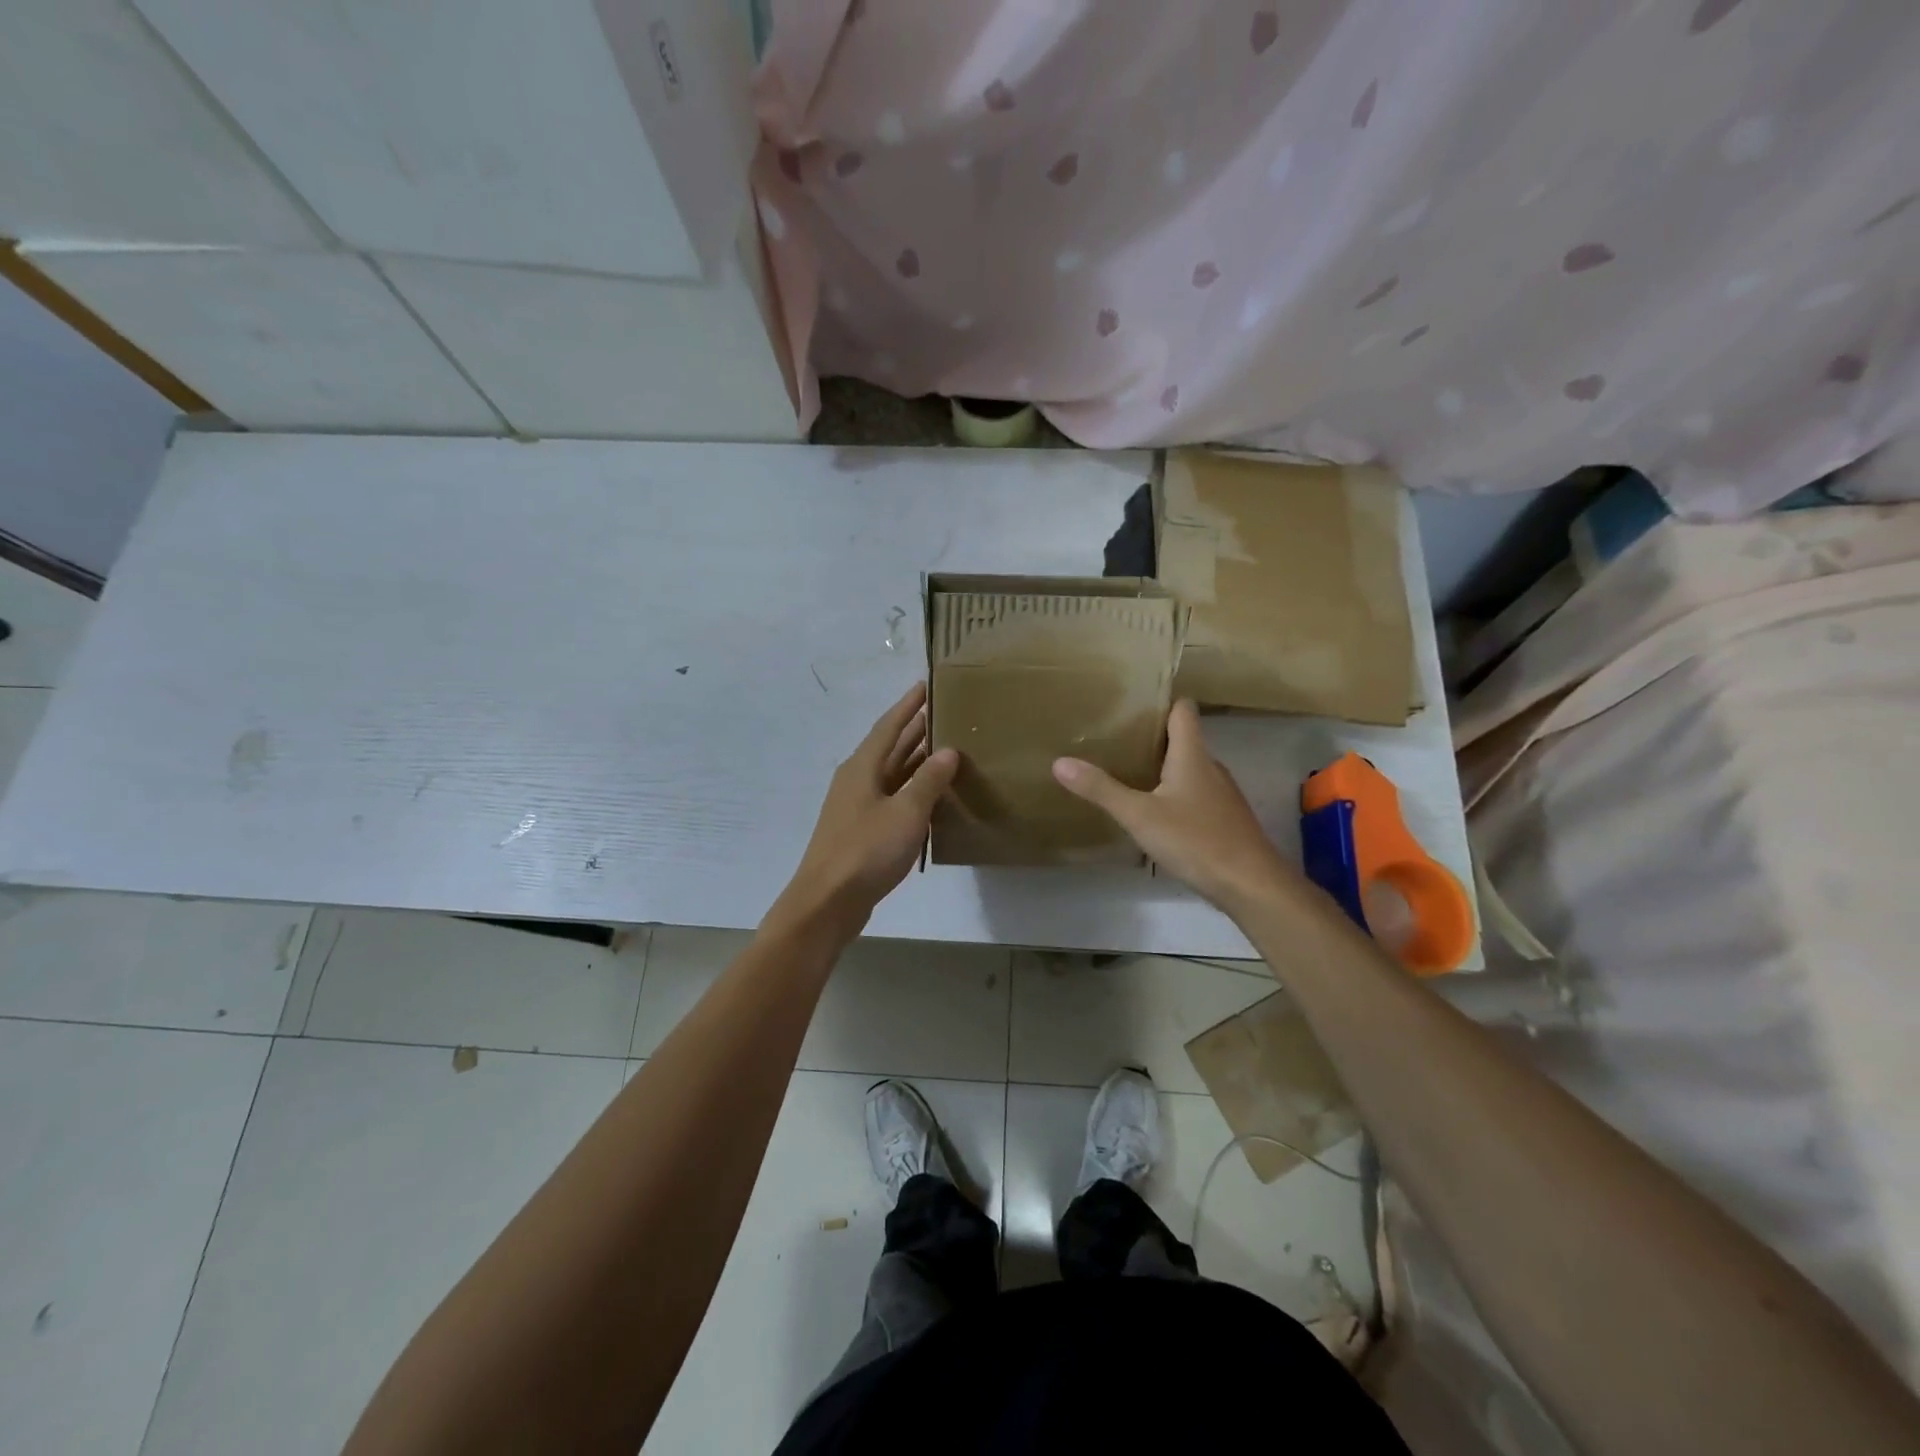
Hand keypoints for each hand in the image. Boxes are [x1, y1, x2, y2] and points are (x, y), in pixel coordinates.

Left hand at [773, 683, 959, 937]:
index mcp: (862, 767)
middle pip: (890, 748)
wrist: (828, 902)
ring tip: (947, 749)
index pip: (888, 726)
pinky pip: (892, 799)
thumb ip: (929, 780)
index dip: (908, 706)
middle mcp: (857, 780)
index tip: (926, 685)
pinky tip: (932, 798)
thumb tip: (949, 751)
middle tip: (945, 714)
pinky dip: (913, 792)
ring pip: (892, 775)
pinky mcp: (862, 832)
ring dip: (916, 762)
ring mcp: (857, 807)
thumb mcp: (906, 812)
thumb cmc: (866, 850)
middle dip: (915, 730)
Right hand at [1053, 699, 1300, 916]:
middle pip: (1184, 739)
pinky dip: (1176, 795)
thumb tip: (1060, 762)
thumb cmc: (1195, 840)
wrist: (1251, 885)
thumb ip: (1101, 789)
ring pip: (1190, 769)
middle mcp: (1211, 767)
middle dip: (1154, 737)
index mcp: (1192, 755)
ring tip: (1130, 773)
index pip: (1183, 710)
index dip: (1162, 702)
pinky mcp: (1225, 820)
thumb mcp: (1139, 815)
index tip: (1133, 704)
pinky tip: (1156, 813)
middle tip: (1117, 740)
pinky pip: (1197, 795)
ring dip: (1164, 768)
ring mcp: (1222, 795)